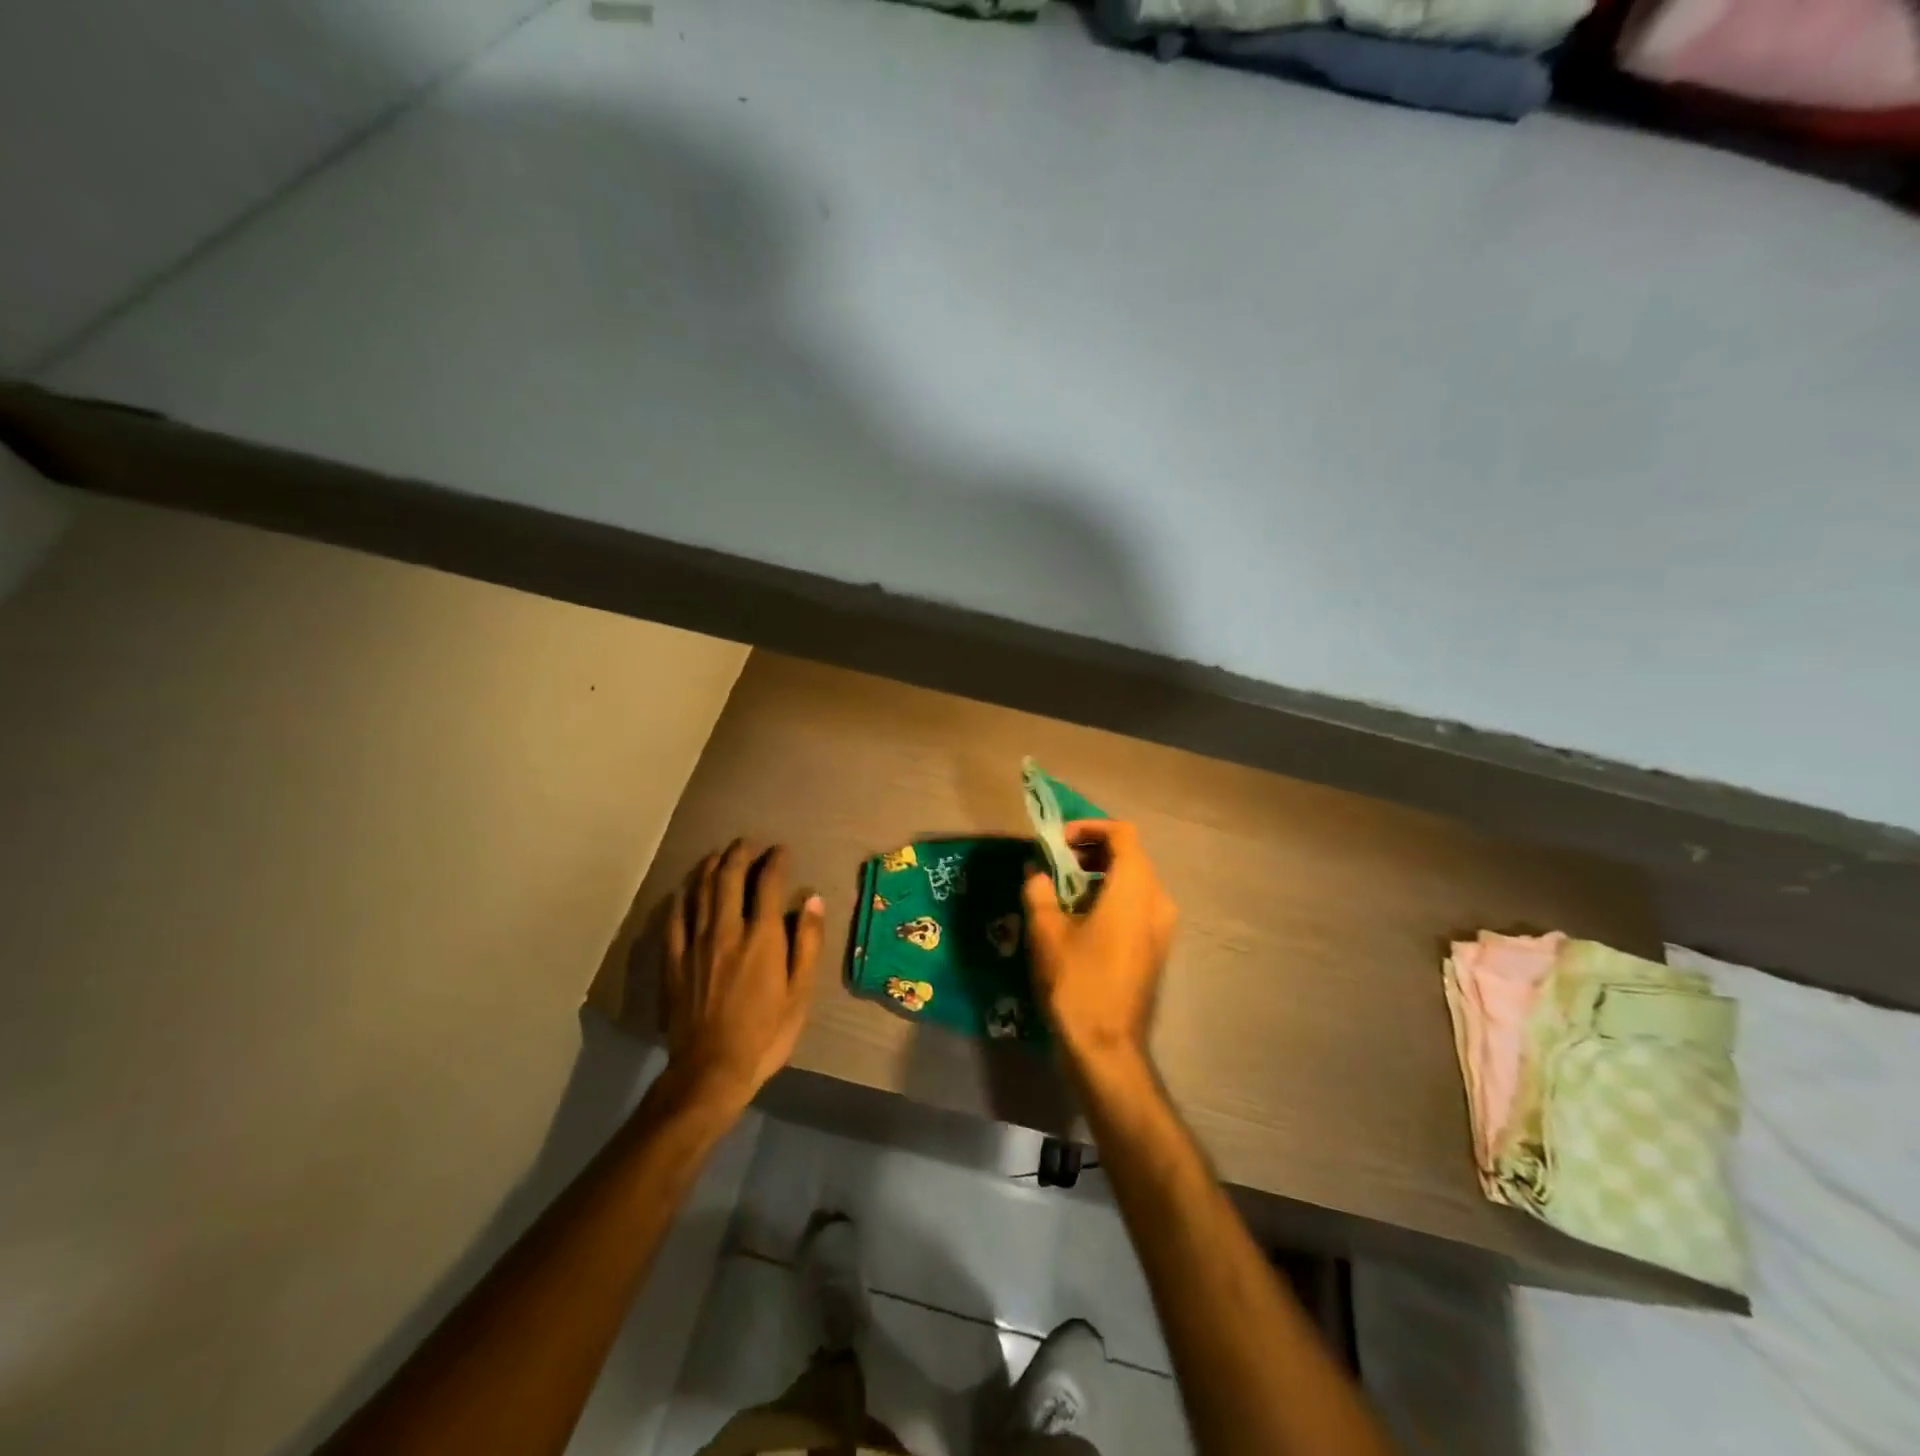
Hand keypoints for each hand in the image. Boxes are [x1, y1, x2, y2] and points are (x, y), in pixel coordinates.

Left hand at [661, 840, 824, 1111]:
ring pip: (701, 891)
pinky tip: (685, 889)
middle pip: (730, 878)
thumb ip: (807, 943)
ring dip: (711, 866)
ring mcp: (696, 943)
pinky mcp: (674, 960)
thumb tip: (813, 899)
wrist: (711, 1070)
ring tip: (719, 854)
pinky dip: (682, 897)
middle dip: (740, 853)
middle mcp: (727, 930)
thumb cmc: (766, 1033)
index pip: (768, 883)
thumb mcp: (800, 993)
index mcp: (762, 937)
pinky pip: (675, 918)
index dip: (775, 861)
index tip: (781, 850)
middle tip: (748, 843)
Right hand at [1022, 820, 1176, 1076]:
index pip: (1123, 833)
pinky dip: (1112, 896)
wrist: (1107, 1047)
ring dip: (1101, 874)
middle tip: (1057, 861)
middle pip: (1131, 855)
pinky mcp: (1157, 948)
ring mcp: (1162, 926)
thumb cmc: (1077, 982)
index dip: (1090, 828)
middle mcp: (1158, 900)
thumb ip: (1039, 891)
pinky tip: (1081, 916)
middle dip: (1092, 850)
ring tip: (1064, 887)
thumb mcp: (1047, 932)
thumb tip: (1035, 872)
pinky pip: (1137, 904)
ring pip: (1135, 880)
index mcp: (1135, 888)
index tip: (1058, 842)